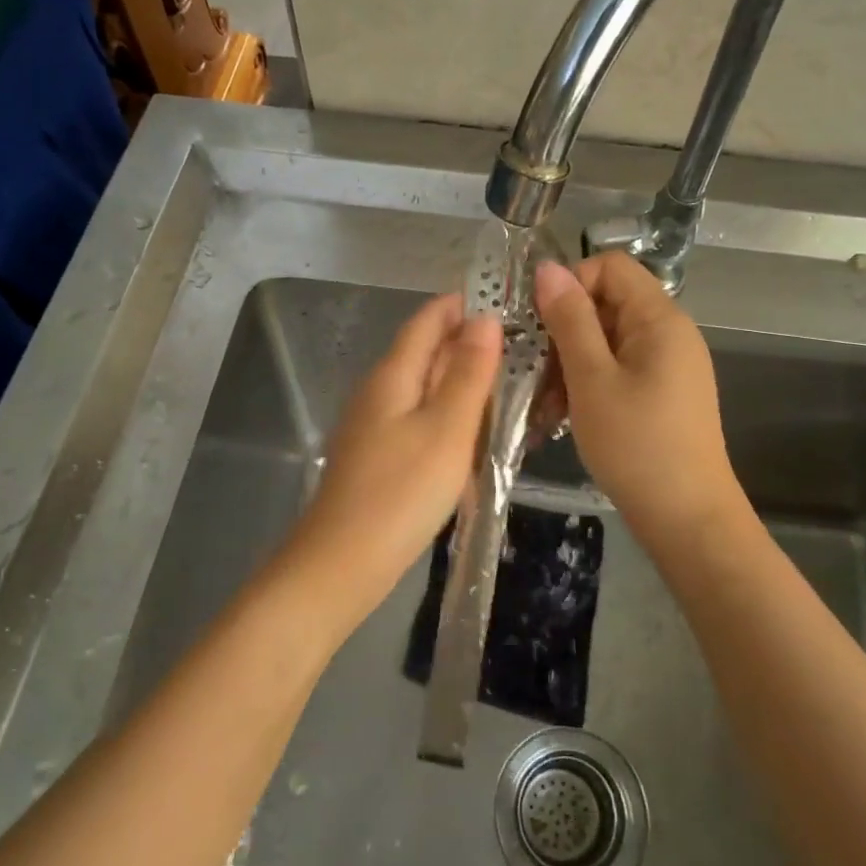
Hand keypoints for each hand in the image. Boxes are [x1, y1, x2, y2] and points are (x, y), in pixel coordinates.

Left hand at [281, 294, 500, 622]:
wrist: (341, 564)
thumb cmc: (400, 493)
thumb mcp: (446, 429)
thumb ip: (468, 373)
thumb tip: (486, 318)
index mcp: (393, 375)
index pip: (428, 320)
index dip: (463, 305)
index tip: (508, 302)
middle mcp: (379, 391)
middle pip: (425, 351)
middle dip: (469, 343)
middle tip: (524, 349)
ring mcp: (374, 425)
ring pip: (424, 388)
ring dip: (461, 382)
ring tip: (509, 387)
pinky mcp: (378, 457)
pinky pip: (419, 419)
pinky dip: (448, 416)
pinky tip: (473, 434)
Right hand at [535, 254, 743, 542]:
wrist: (688, 519)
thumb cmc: (636, 445)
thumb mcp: (592, 379)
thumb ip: (570, 320)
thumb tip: (548, 268)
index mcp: (659, 319)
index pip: (610, 267)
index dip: (571, 285)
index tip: (540, 324)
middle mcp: (669, 333)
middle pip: (606, 305)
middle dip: (564, 333)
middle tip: (535, 374)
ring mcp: (668, 365)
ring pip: (606, 342)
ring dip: (569, 365)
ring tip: (546, 407)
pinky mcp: (662, 394)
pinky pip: (617, 371)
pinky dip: (588, 386)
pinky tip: (564, 418)